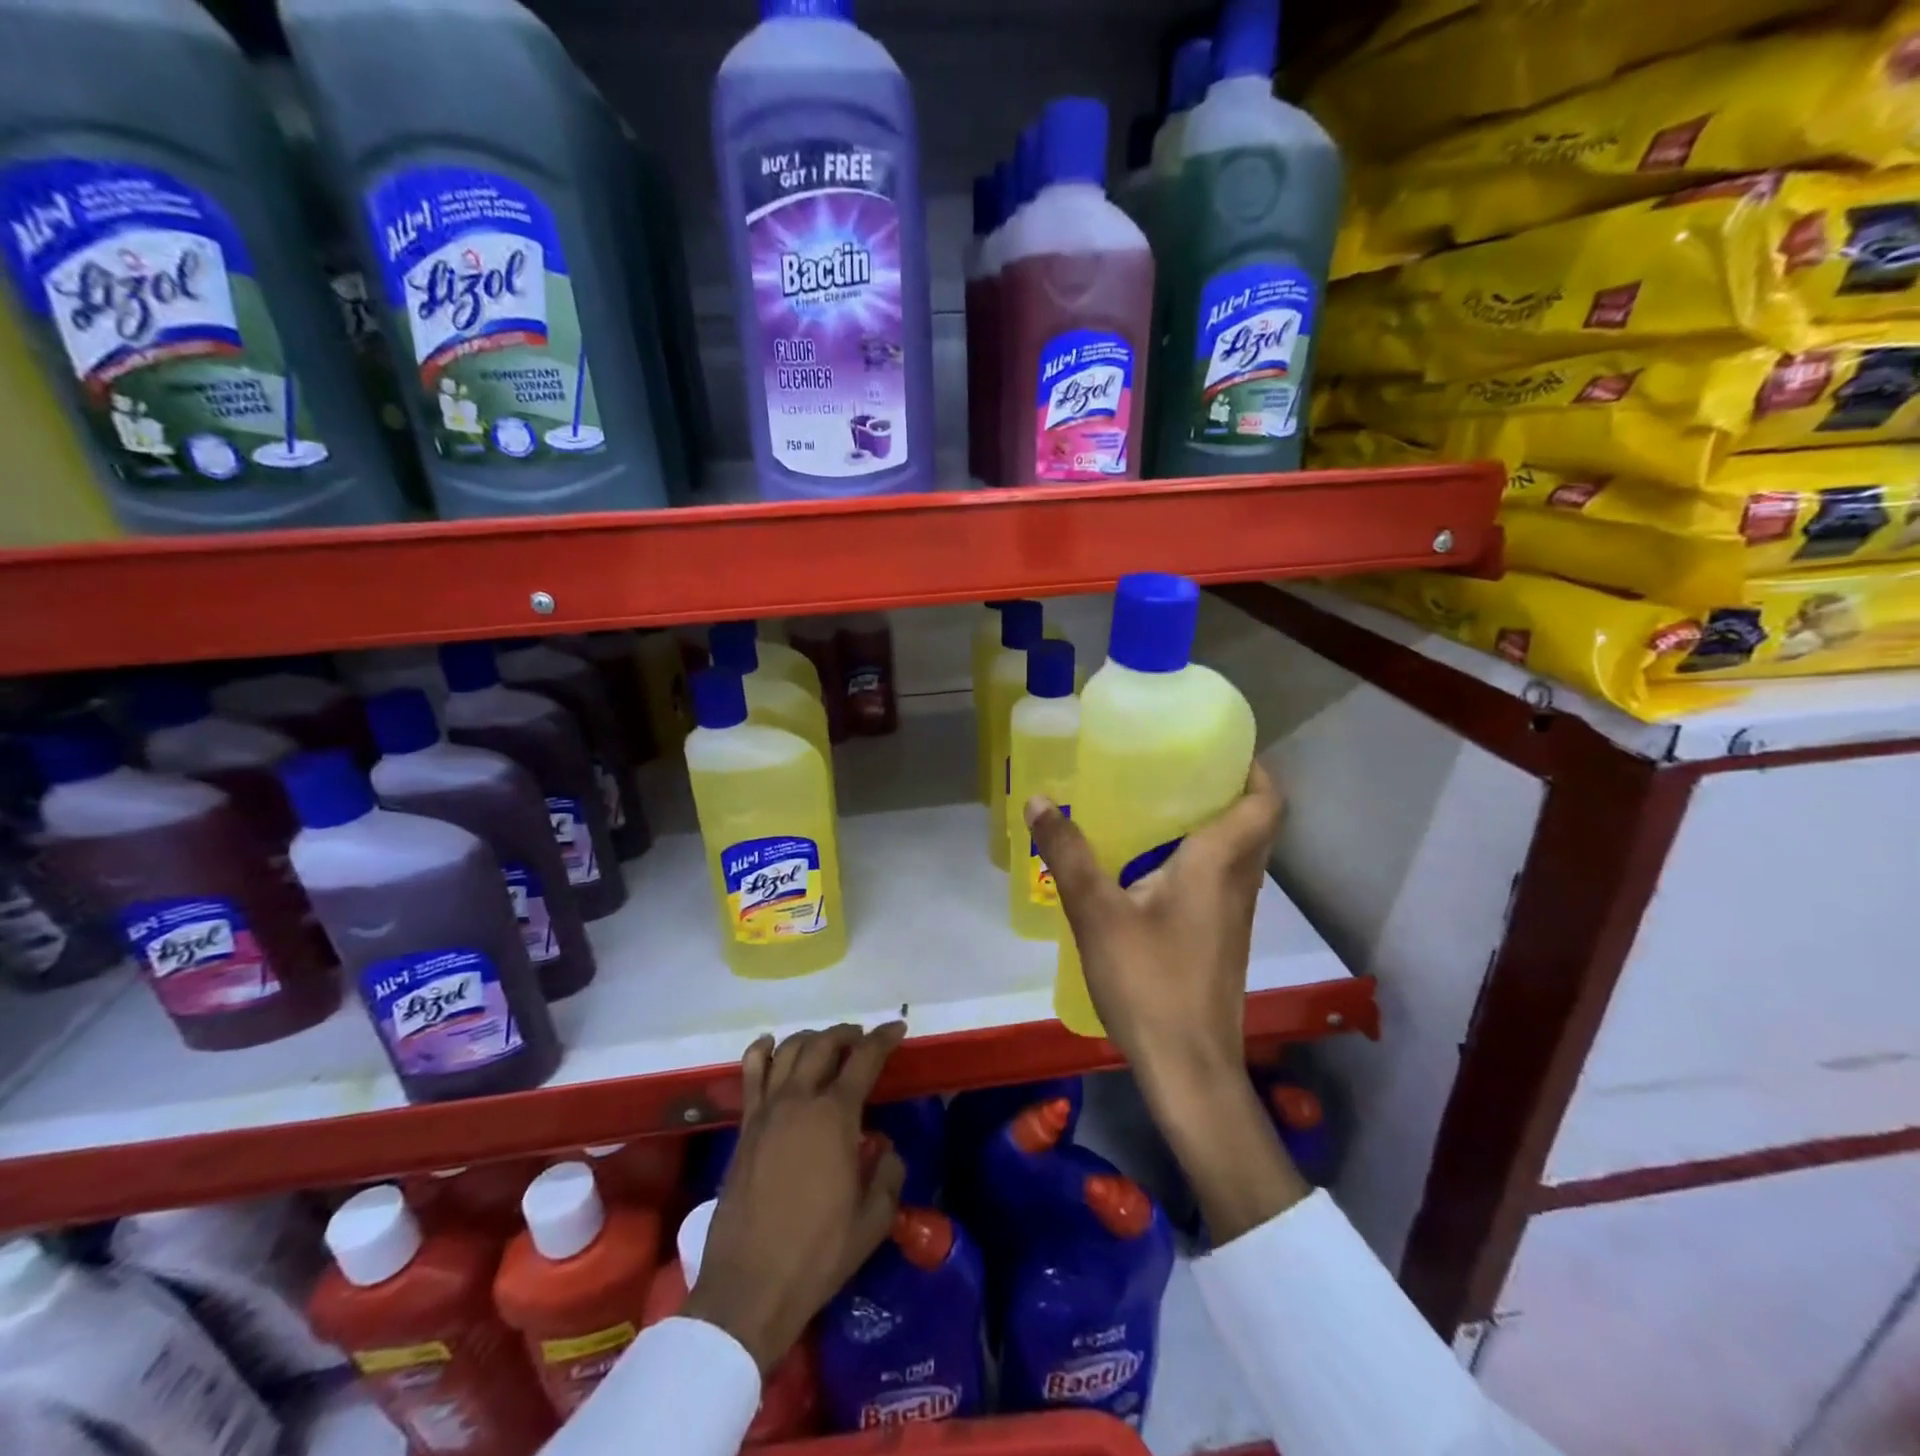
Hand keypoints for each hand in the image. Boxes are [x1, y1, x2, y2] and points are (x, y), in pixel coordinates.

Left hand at [684, 1022, 907, 1370]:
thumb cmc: (818, 1254)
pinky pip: (752, 1073)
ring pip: (788, 1050)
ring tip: (827, 1044)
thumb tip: (885, 1148)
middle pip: (823, 1045)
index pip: (864, 1059)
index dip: (883, 1038)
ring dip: (812, 1038)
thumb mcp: (873, 1220)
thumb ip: (889, 1174)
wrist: (749, 1288)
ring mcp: (766, 1110)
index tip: (897, 1028)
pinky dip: (763, 1051)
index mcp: (835, 1116)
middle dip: (848, 1034)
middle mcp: (799, 1100)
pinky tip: (771, 1045)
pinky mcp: (744, 1127)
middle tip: (863, 1038)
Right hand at [1025, 761, 1282, 1089]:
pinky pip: (1219, 884)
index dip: (1253, 769)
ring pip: (1237, 856)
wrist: (1187, 1069)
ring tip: (1156, 809)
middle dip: (1225, 791)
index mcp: (1218, 865)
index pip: (1265, 803)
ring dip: (1211, 827)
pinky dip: (1198, 862)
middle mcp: (1238, 885)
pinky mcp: (1221, 943)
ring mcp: (1233, 918)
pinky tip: (1148, 871)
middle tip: (1175, 770)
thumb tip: (1040, 801)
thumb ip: (1068, 855)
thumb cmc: (1149, 982)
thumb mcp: (1098, 914)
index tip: (1219, 747)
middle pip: (1253, 825)